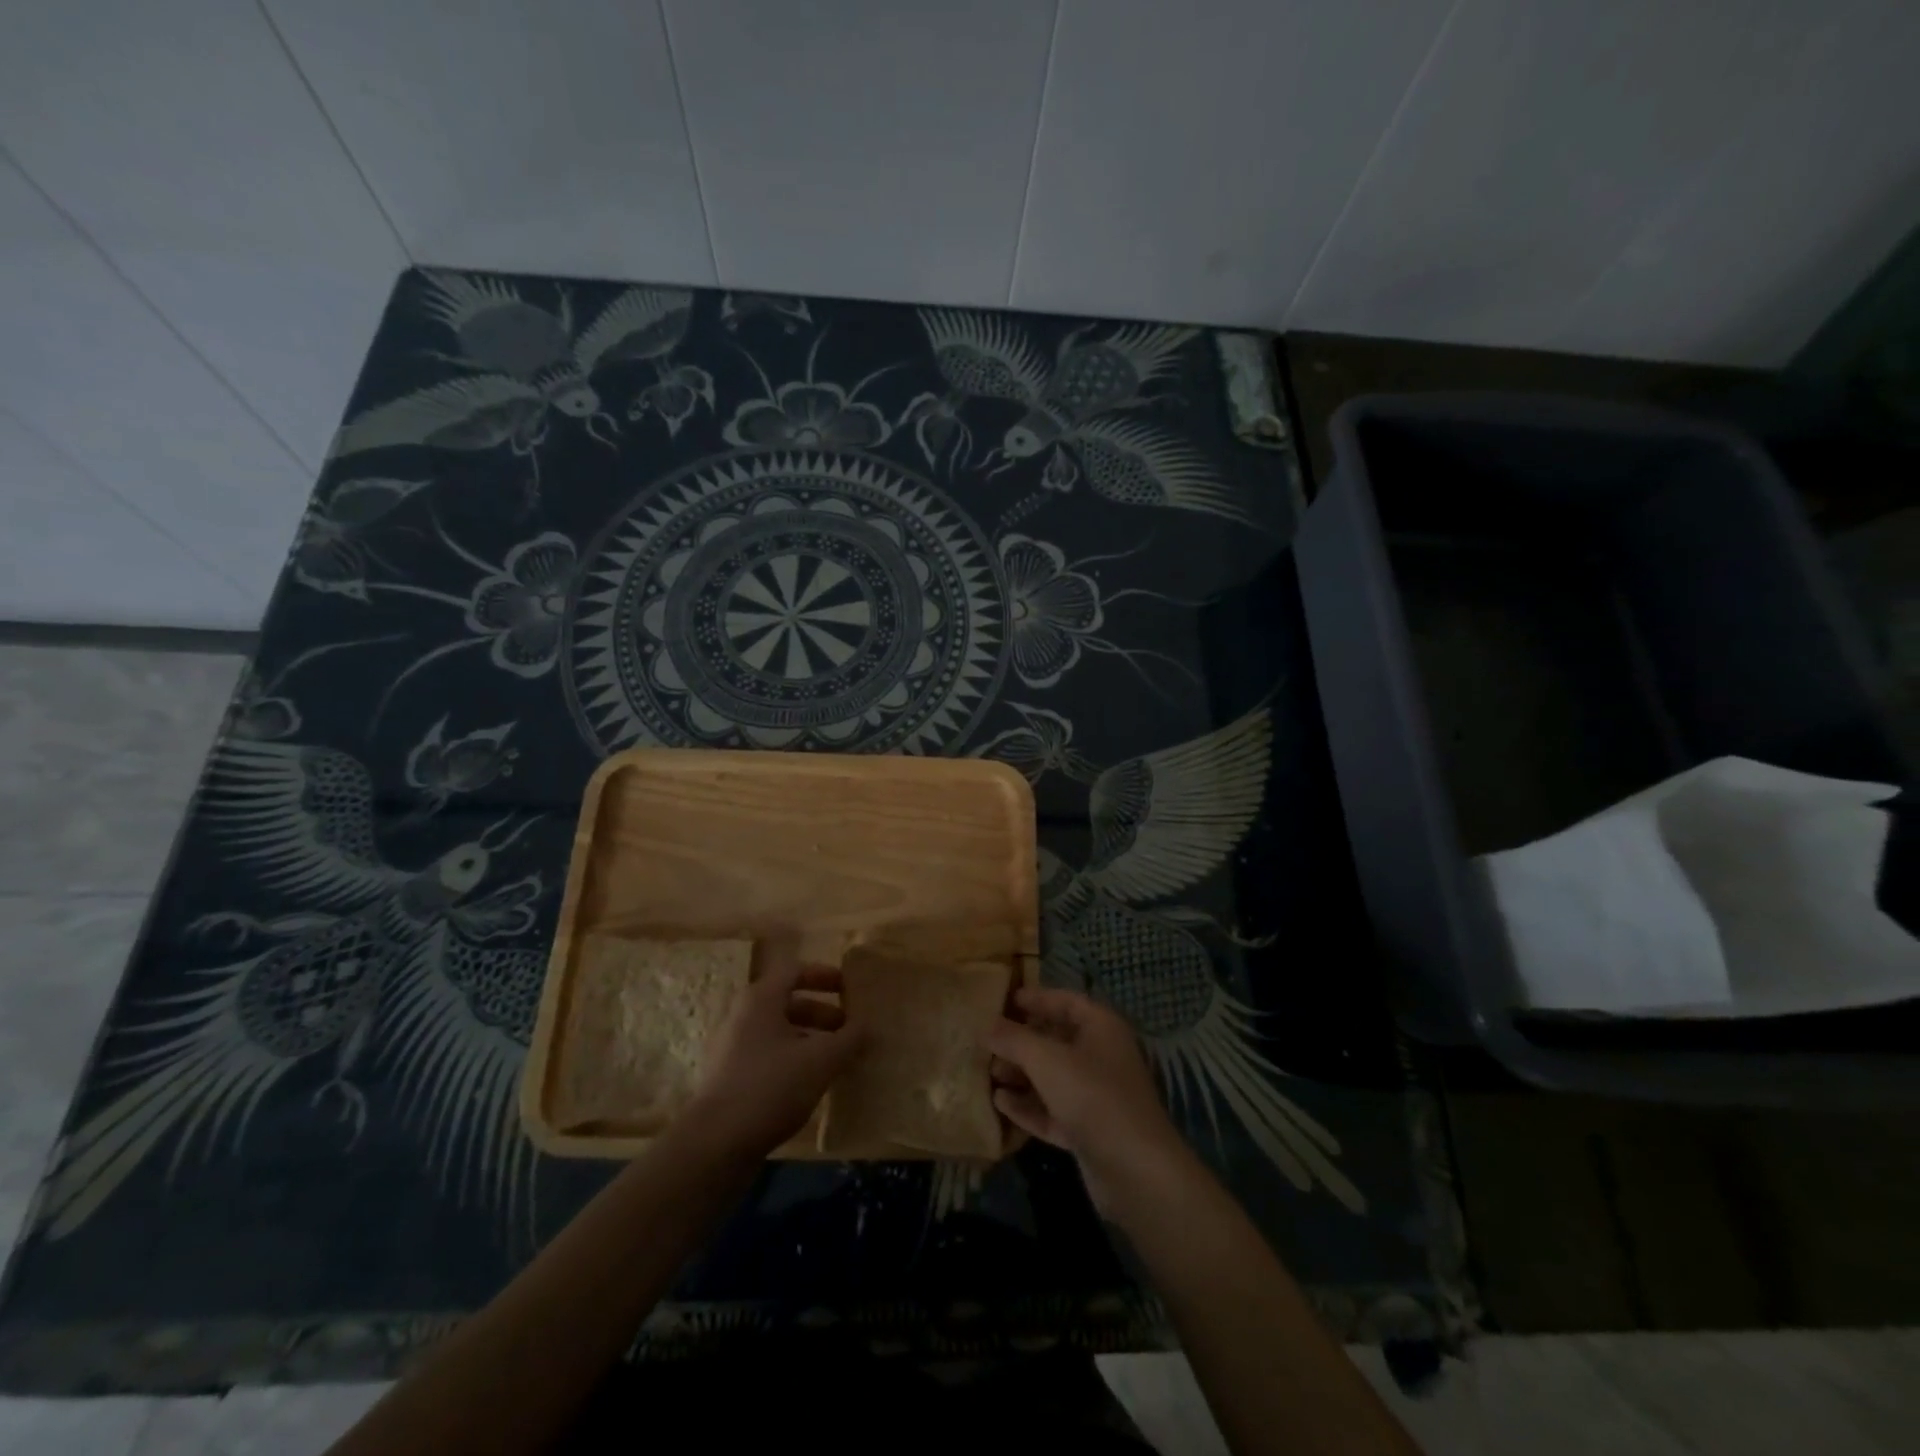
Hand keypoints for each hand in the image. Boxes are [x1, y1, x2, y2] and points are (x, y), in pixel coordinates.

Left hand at [679, 939, 863, 1159]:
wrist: (715, 1145)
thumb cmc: (770, 1086)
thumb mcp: (821, 1060)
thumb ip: (849, 1039)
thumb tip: (868, 1026)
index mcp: (760, 1000)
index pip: (794, 971)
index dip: (823, 975)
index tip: (849, 987)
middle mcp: (743, 1017)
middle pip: (787, 1003)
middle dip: (822, 1014)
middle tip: (849, 1030)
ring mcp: (733, 1050)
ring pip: (779, 1034)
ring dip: (810, 1040)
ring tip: (837, 1060)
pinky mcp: (730, 1081)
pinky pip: (769, 1058)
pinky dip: (794, 1062)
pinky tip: (813, 1085)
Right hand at [986, 987, 1185, 1212]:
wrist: (1135, 1170)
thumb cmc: (1092, 1096)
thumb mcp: (1046, 1059)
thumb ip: (1013, 1039)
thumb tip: (986, 1025)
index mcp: (1101, 1027)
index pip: (1065, 1001)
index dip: (1035, 998)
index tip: (1002, 1001)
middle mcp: (1101, 1056)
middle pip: (1056, 1040)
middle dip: (1021, 1041)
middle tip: (987, 1042)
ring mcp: (1096, 1095)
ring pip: (1052, 1077)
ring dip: (1021, 1074)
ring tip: (988, 1073)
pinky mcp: (1088, 1130)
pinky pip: (1053, 1109)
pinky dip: (1028, 1105)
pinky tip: (999, 1103)